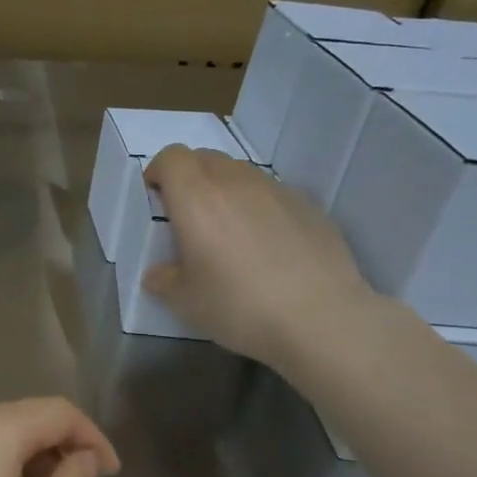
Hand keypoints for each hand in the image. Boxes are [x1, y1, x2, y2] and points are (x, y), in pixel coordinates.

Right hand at [142, 144, 374, 367]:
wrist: (321, 318)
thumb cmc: (239, 306)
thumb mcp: (185, 302)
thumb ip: (164, 280)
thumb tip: (159, 274)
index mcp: (197, 198)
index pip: (171, 157)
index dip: (159, 173)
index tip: (155, 199)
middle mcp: (236, 182)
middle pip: (205, 158)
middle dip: (190, 178)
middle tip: (188, 217)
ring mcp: (277, 190)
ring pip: (240, 174)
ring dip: (225, 191)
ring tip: (229, 232)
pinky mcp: (309, 205)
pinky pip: (272, 193)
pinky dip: (259, 207)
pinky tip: (267, 246)